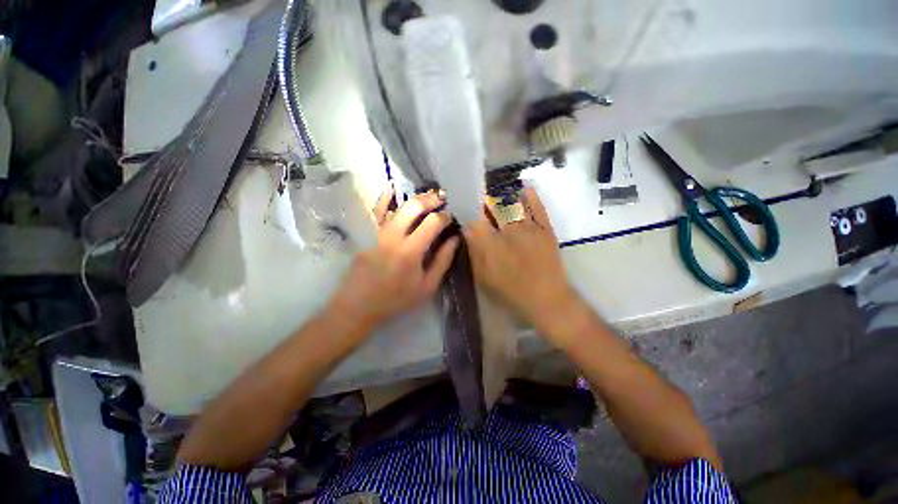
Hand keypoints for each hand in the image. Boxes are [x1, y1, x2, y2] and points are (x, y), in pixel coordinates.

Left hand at [330, 187, 459, 329]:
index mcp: (410, 251)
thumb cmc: (396, 299)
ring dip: (415, 198)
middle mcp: (393, 236)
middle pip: (415, 206)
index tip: (452, 216)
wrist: (359, 305)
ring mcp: (377, 232)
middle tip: (443, 199)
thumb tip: (455, 239)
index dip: (446, 216)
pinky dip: (384, 197)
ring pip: (397, 205)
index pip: (433, 222)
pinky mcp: (366, 233)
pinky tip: (392, 187)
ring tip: (428, 196)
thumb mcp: (426, 287)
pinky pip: (375, 210)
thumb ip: (442, 261)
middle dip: (432, 199)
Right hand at [463, 186, 578, 333]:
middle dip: (484, 200)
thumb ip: (475, 252)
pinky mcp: (546, 229)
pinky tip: (524, 187)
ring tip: (497, 191)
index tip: (466, 207)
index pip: (476, 219)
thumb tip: (467, 230)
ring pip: (514, 203)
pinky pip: (538, 207)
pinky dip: (531, 195)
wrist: (547, 300)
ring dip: (503, 195)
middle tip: (480, 198)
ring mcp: (529, 228)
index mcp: (491, 244)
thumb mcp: (484, 278)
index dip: (469, 210)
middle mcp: (509, 230)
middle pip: (494, 206)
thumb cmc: (510, 293)